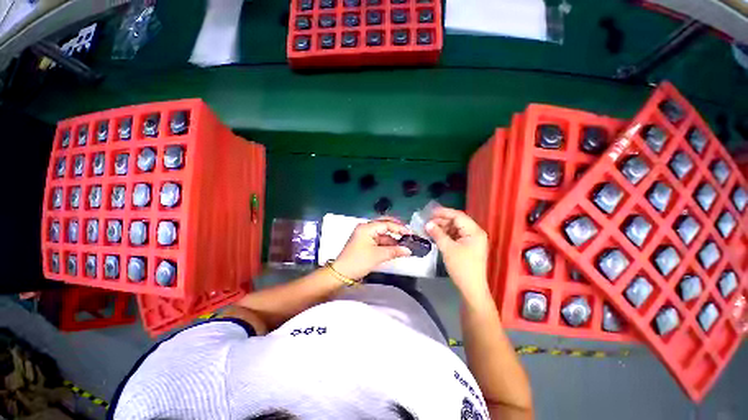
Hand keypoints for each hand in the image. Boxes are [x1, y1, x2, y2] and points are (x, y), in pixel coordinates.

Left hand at [333, 218, 411, 279]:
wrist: (341, 273)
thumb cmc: (358, 261)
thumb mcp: (377, 256)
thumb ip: (394, 251)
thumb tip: (408, 250)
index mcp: (367, 227)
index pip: (386, 224)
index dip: (399, 228)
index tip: (410, 233)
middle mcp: (366, 228)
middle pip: (384, 224)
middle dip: (396, 229)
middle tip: (408, 234)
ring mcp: (365, 235)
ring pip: (383, 233)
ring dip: (393, 238)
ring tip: (405, 243)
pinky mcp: (366, 242)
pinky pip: (379, 240)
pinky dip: (388, 244)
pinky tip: (396, 248)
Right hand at [426, 207, 489, 300]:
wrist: (471, 288)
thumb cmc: (461, 267)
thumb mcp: (448, 249)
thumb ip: (437, 234)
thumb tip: (427, 224)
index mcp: (474, 231)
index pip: (458, 216)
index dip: (443, 213)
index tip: (430, 212)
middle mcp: (475, 233)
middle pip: (457, 221)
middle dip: (442, 221)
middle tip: (427, 222)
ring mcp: (472, 240)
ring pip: (455, 228)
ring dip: (443, 228)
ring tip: (430, 229)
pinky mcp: (468, 246)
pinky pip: (456, 235)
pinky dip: (446, 234)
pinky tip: (436, 235)